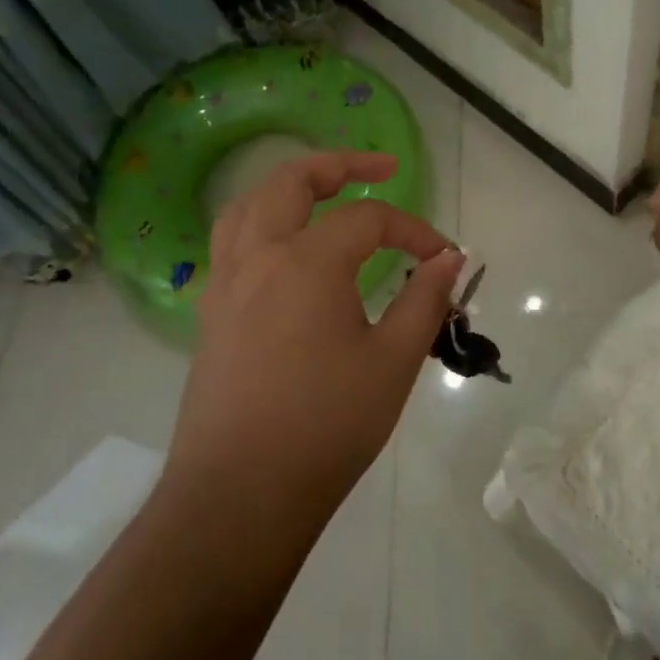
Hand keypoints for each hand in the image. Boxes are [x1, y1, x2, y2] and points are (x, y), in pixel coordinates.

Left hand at [168, 151, 463, 528]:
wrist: (239, 496)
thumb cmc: (326, 426)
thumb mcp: (393, 361)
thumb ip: (424, 300)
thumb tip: (450, 260)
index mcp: (306, 262)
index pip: (367, 220)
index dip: (413, 230)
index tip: (444, 258)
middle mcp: (258, 256)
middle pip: (292, 181)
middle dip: (341, 164)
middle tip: (381, 167)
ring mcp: (225, 283)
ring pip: (250, 204)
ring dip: (290, 185)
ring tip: (324, 190)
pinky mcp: (209, 313)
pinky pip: (232, 242)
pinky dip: (262, 221)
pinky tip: (285, 249)